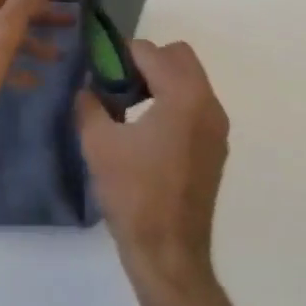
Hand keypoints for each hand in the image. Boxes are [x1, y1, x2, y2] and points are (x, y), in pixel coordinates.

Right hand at [76, 40, 229, 304]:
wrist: (169, 254)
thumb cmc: (133, 195)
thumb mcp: (98, 144)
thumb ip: (90, 105)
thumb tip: (88, 88)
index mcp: (183, 96)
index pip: (151, 51)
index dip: (121, 55)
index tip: (99, 71)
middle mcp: (208, 103)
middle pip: (179, 57)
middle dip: (147, 62)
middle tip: (117, 84)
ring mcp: (217, 127)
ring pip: (190, 80)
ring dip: (160, 81)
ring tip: (127, 108)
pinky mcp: (216, 147)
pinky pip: (195, 105)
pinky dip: (173, 103)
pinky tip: (146, 131)